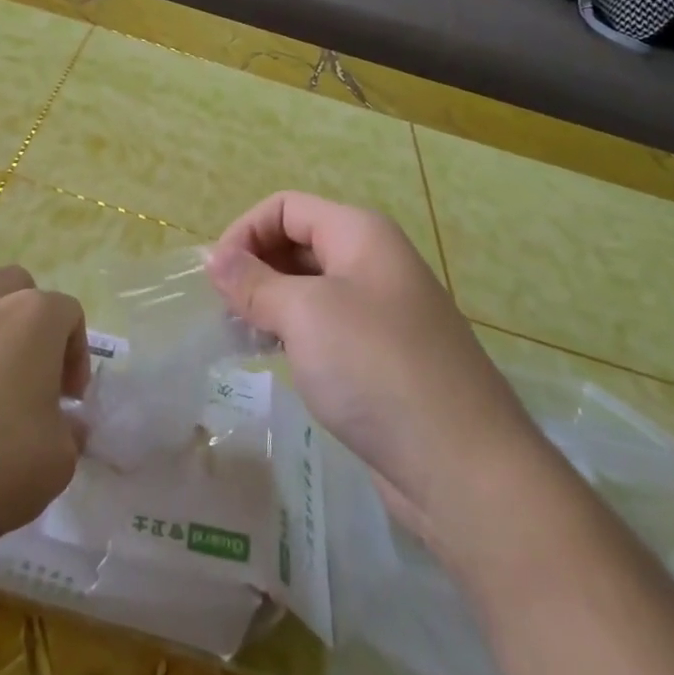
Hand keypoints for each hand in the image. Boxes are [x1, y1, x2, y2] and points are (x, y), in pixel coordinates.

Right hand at [206, 192, 537, 524]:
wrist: (462, 467)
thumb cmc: (376, 368)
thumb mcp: (304, 314)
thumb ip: (253, 282)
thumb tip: (211, 257)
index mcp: (360, 234)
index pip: (285, 208)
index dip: (244, 232)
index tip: (215, 279)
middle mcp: (372, 262)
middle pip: (297, 242)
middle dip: (254, 268)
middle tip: (223, 312)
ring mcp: (379, 310)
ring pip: (308, 287)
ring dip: (268, 303)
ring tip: (239, 336)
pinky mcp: (379, 355)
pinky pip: (324, 325)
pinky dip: (291, 332)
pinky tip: (272, 357)